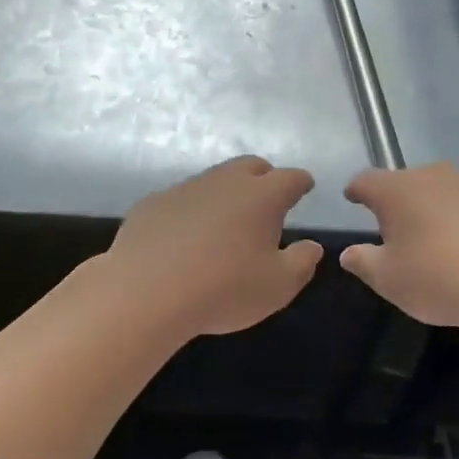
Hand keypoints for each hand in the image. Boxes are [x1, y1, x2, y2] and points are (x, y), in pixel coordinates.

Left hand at [106, 157, 323, 337]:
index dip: (301, 183)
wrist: (146, 291)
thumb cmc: (223, 289)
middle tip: (267, 201)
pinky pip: (182, 199)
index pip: (291, 178)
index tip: (305, 188)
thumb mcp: (278, 286)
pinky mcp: (153, 202)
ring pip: (214, 179)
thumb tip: (312, 246)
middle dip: (265, 177)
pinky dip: (192, 210)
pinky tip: (185, 236)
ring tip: (226, 221)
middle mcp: (225, 181)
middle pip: (252, 166)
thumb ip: (302, 262)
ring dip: (226, 193)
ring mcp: (186, 188)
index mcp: (262, 196)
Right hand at [340, 163, 458, 330]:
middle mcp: (434, 177)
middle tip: (399, 230)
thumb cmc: (437, 280)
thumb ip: (363, 262)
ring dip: (439, 208)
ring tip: (442, 240)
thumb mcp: (387, 280)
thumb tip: (349, 254)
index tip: (353, 198)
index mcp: (397, 191)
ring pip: (447, 192)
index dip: (357, 190)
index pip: (366, 181)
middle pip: (408, 183)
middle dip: (400, 201)